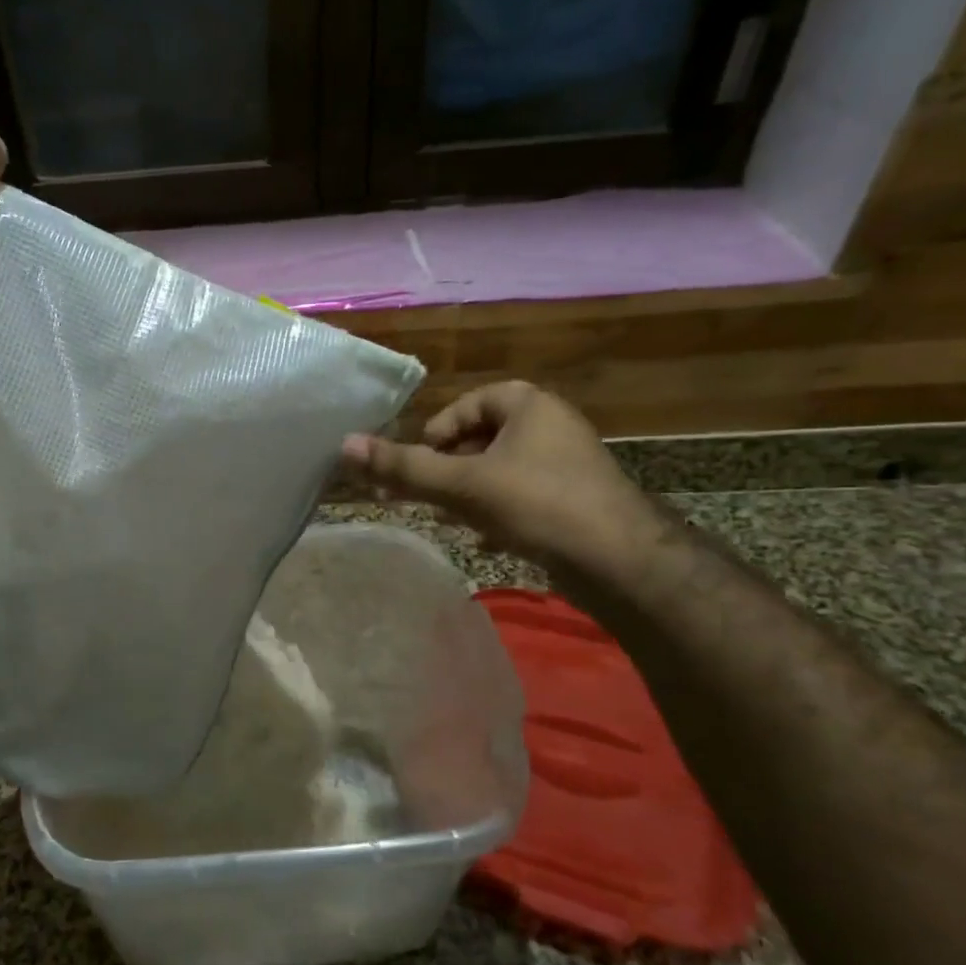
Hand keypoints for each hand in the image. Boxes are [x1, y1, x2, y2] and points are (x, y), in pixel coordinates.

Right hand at [340, 380, 665, 573]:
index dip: (440, 430)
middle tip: (427, 494)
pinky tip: (485, 540)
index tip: (422, 461)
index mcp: (530, 406)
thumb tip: (345, 444)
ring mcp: (567, 466)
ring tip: (450, 518)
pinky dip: (498, 512)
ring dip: (470, 492)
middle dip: (450, 467)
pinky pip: (523, 496)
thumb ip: (403, 467)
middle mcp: (552, 427)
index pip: (472, 402)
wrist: (621, 562)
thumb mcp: (461, 484)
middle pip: (484, 438)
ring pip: (501, 471)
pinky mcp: (575, 501)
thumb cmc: (537, 504)